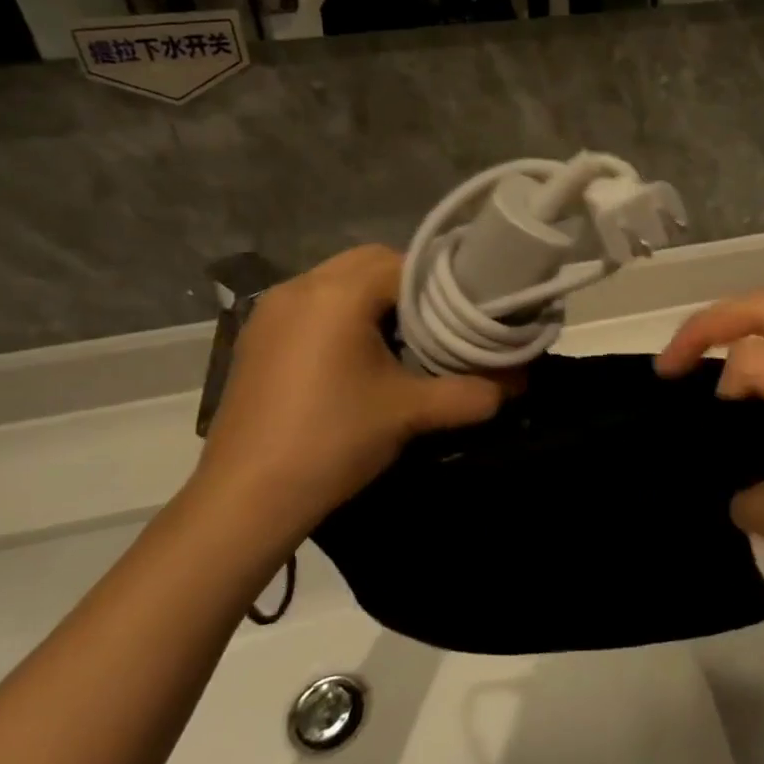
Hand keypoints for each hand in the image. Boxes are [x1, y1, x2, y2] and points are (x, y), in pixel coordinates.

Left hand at [192, 246, 505, 547]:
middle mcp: (300, 287)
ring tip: (402, 342)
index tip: (468, 311)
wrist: (245, 500)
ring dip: (374, 300)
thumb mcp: (411, 413)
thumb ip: (472, 391)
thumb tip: (519, 383)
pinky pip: (312, 306)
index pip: (406, 263)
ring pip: (339, 282)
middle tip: (438, 325)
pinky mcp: (257, 337)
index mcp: (337, 293)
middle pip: (370, 263)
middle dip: (409, 287)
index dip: (443, 283)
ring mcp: (271, 311)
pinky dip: (342, 316)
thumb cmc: (332, 441)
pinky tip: (357, 359)